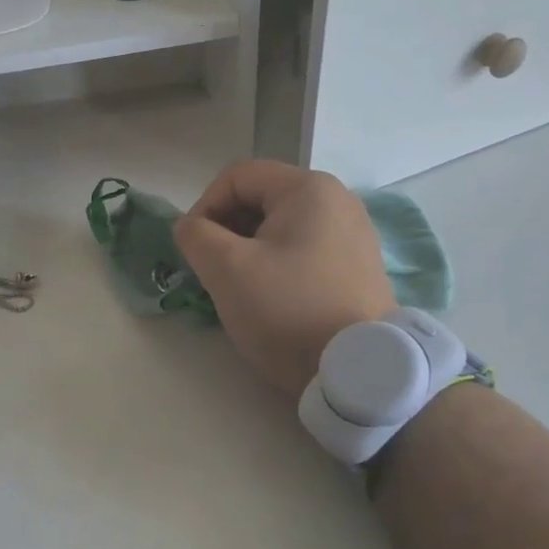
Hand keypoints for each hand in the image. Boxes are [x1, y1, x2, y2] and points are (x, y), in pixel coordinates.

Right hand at [174, 161, 393, 399]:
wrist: (357, 371)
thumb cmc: (287, 309)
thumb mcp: (227, 269)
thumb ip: (196, 236)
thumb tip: (190, 227)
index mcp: (308, 188)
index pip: (237, 177)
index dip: (204, 206)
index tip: (193, 248)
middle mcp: (337, 200)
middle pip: (261, 198)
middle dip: (227, 229)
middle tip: (212, 269)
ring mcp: (354, 234)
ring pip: (281, 226)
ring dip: (249, 249)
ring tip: (238, 286)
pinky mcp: (358, 266)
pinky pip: (304, 249)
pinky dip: (277, 263)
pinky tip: (270, 297)